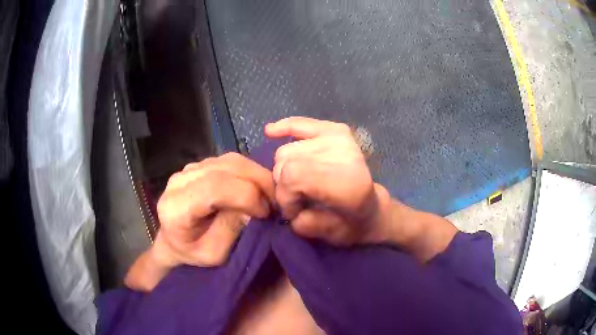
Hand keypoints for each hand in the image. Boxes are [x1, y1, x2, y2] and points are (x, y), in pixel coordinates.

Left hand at [125, 153, 274, 290]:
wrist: (174, 240)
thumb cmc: (192, 253)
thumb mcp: (214, 254)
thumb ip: (230, 229)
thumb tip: (252, 207)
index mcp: (177, 206)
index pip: (214, 187)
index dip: (246, 195)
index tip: (265, 213)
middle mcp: (180, 180)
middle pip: (226, 168)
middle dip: (259, 182)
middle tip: (276, 203)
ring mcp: (190, 168)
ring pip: (232, 160)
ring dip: (258, 175)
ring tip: (269, 196)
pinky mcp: (200, 165)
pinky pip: (231, 161)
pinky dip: (250, 172)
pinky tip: (257, 188)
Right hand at [265, 117, 390, 245]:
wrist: (373, 207)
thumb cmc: (352, 225)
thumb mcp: (329, 236)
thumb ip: (304, 224)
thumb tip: (287, 205)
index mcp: (347, 183)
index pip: (293, 175)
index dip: (285, 196)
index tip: (293, 212)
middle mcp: (345, 154)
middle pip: (287, 161)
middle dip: (283, 185)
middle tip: (297, 200)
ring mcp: (340, 138)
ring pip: (287, 150)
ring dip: (284, 169)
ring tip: (298, 183)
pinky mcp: (335, 130)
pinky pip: (300, 124)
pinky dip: (284, 128)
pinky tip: (271, 131)